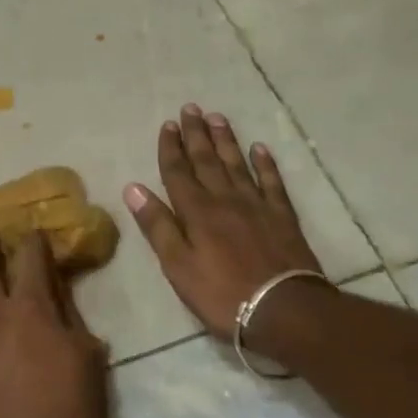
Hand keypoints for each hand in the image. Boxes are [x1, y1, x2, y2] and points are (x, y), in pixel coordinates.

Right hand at [123, 104, 325, 342]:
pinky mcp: (282, 216)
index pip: (178, 172)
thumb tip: (134, 188)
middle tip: (191, 109)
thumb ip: (158, 226)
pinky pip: (272, 181)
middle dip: (196, 134)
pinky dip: (265, 163)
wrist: (283, 308)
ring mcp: (257, 205)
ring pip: (237, 164)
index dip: (171, 148)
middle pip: (207, 161)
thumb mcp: (178, 266)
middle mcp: (225, 199)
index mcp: (196, 212)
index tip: (168, 125)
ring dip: (225, 140)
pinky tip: (260, 149)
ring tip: (217, 117)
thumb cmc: (222, 294)